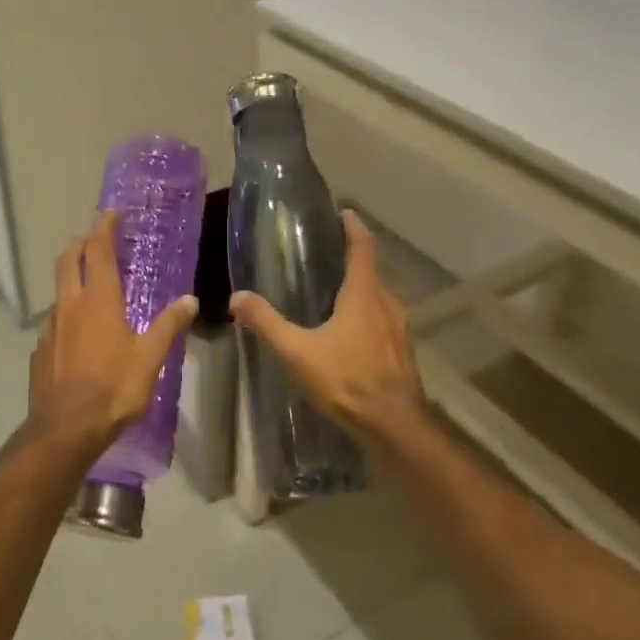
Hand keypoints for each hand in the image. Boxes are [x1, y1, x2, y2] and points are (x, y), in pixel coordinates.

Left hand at [28, 210, 198, 452]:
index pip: (98, 250)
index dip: (104, 228)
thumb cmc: (114, 388)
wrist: (66, 428)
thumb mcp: (150, 358)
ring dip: (72, 280)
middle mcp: (70, 305)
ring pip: (59, 291)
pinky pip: (54, 322)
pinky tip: (78, 335)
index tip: (111, 213)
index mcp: (99, 300)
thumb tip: (189, 300)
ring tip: (90, 289)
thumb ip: (168, 326)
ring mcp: (50, 328)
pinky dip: (66, 315)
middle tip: (95, 240)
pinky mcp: (40, 351)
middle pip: (69, 261)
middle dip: (81, 244)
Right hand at [229, 211, 426, 445]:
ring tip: (333, 293)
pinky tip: (348, 333)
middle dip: (352, 260)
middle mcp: (387, 304)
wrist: (394, 426)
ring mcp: (399, 328)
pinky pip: (383, 320)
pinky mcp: (402, 351)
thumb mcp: (298, 352)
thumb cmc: (347, 380)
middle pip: (372, 271)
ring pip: (379, 297)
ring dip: (361, 289)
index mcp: (365, 294)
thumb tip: (237, 298)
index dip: (354, 227)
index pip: (363, 247)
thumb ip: (267, 323)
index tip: (343, 213)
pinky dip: (367, 314)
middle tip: (325, 257)